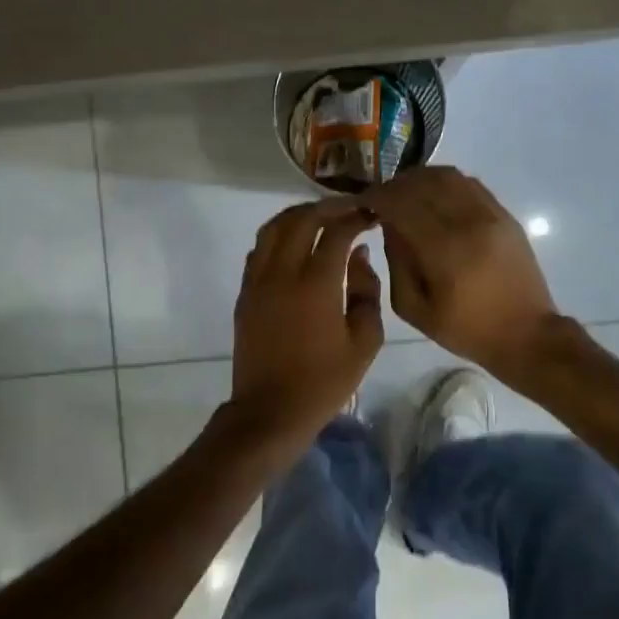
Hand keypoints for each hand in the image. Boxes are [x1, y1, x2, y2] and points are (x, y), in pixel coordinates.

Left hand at [228, 200, 383, 444]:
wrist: (271, 410)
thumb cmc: (324, 381)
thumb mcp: (365, 341)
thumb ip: (367, 292)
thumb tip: (359, 257)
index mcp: (316, 284)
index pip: (337, 232)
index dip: (356, 217)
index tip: (372, 214)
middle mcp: (283, 273)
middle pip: (302, 219)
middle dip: (328, 207)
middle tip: (350, 209)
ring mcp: (258, 281)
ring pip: (273, 228)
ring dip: (299, 215)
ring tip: (321, 216)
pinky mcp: (245, 293)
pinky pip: (259, 249)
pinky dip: (278, 235)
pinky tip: (294, 243)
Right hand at [364, 167, 560, 377]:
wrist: (526, 334)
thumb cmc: (466, 329)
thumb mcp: (415, 309)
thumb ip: (397, 263)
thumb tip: (388, 225)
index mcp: (443, 249)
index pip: (401, 203)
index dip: (377, 196)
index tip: (363, 202)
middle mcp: (468, 221)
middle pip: (423, 182)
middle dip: (395, 185)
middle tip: (381, 198)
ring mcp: (491, 214)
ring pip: (448, 176)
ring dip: (420, 179)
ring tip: (406, 195)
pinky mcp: (505, 215)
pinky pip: (469, 184)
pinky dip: (445, 183)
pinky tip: (435, 198)